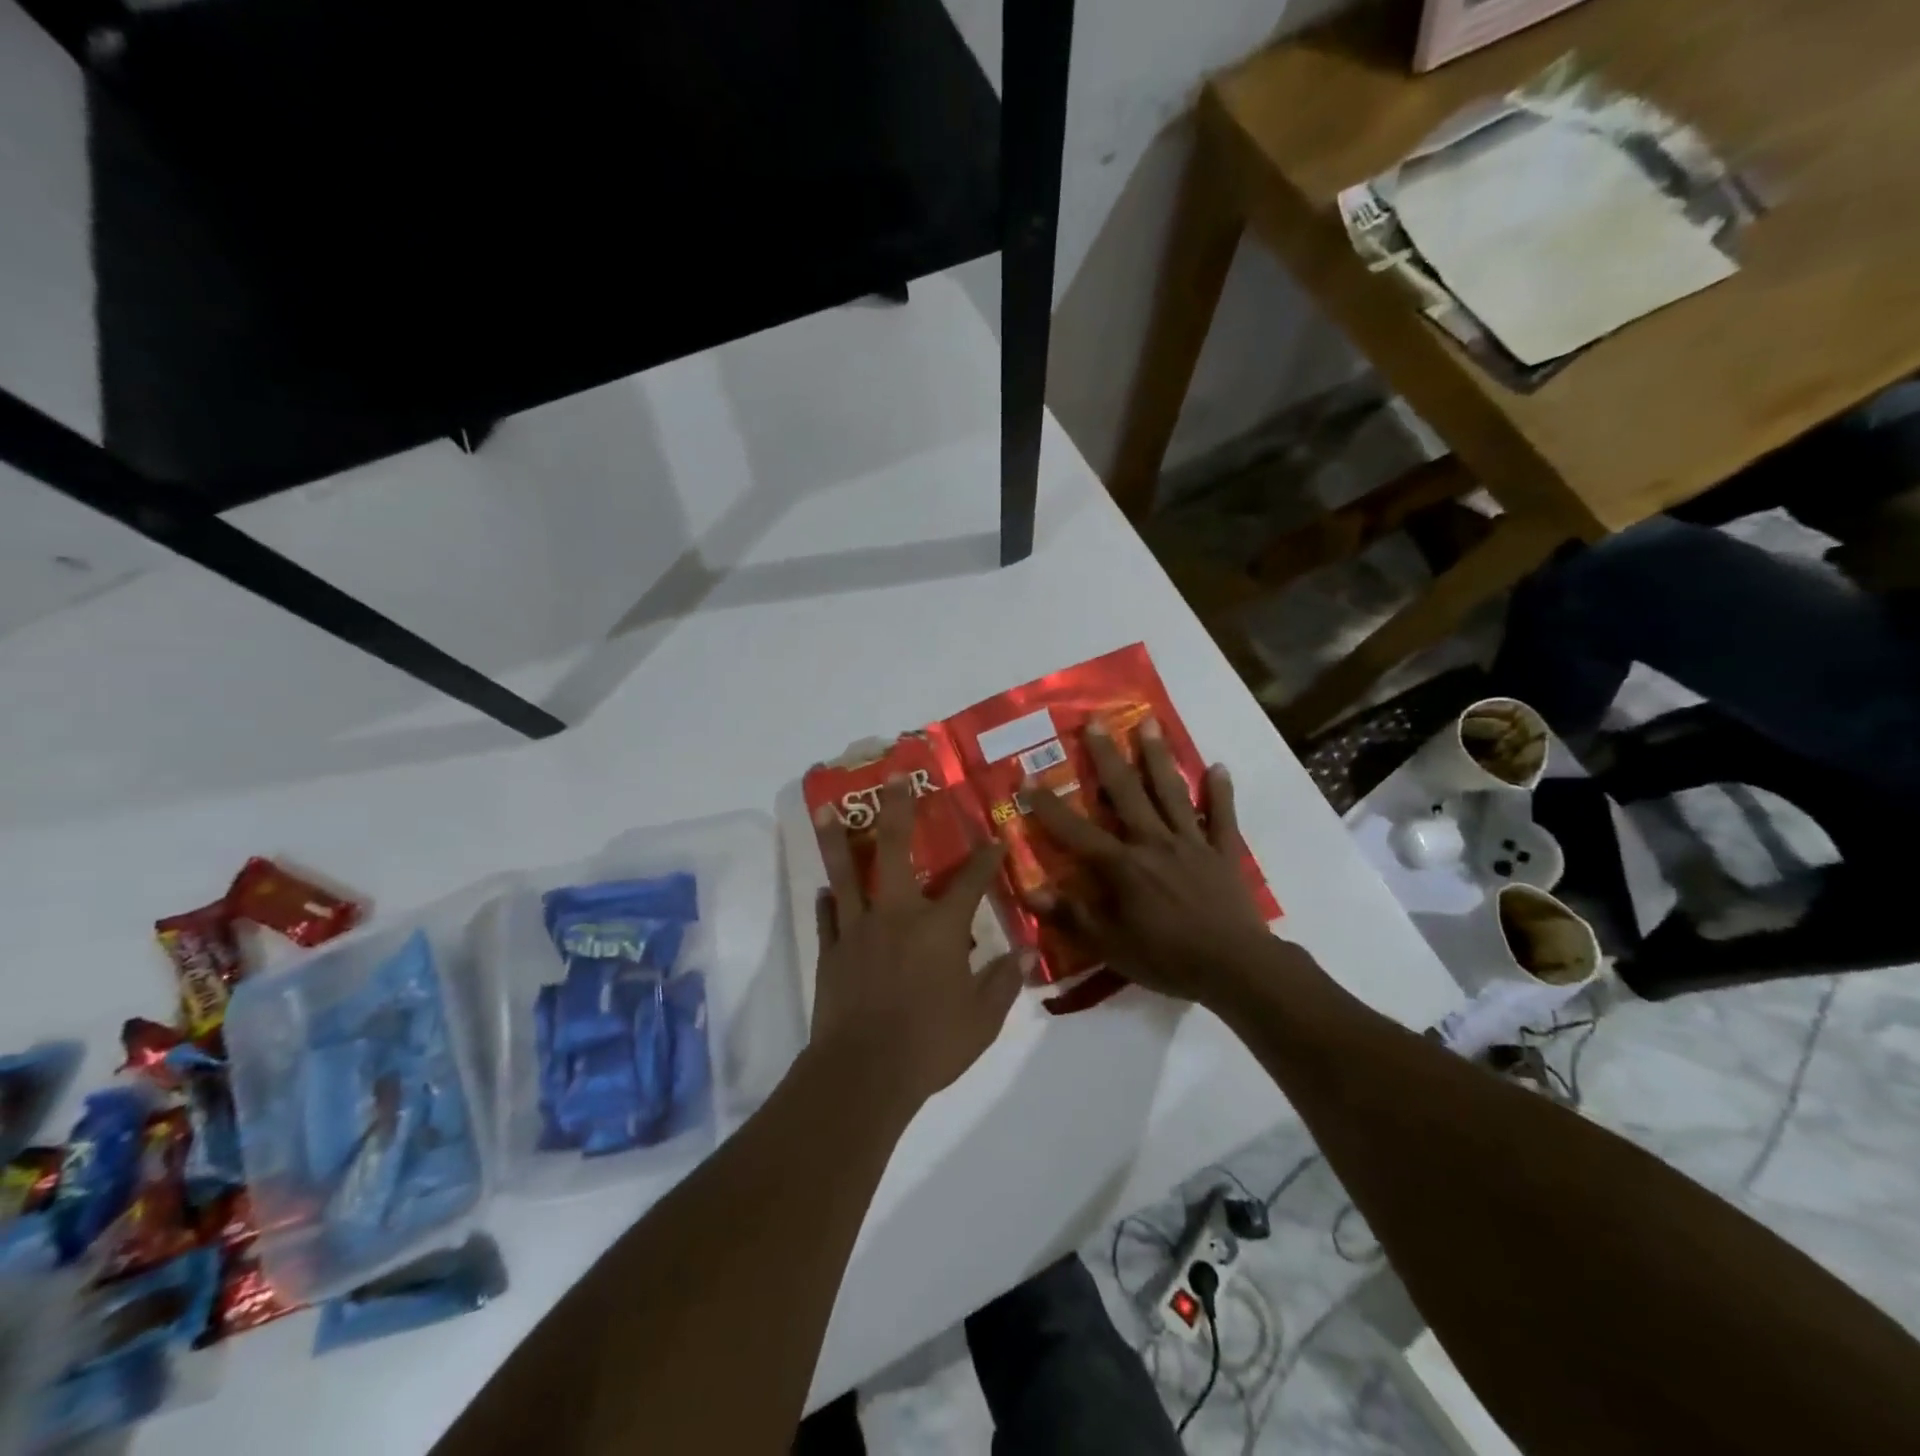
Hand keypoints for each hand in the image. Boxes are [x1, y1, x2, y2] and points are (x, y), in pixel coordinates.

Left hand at [810, 776, 1029, 1108]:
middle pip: (895, 850)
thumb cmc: (931, 1045)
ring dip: (837, 838)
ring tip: (826, 808)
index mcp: (939, 928)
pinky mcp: (831, 950)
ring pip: (846, 873)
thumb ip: (1003, 983)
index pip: (970, 882)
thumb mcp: (982, 1020)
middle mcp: (897, 915)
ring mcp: (858, 929)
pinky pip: (828, 917)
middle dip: (897, 810)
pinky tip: (825, 890)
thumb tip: (1024, 954)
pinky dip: (828, 902)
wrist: (863, 1073)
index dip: (986, 858)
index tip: (995, 837)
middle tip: (893, 778)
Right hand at [1023, 719, 1282, 1003]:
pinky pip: (1222, 817)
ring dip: (1157, 757)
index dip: (1047, 805)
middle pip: (1126, 792)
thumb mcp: (1108, 945)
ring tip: (1149, 723)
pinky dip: (1220, 792)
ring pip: (1170, 792)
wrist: (1235, 967)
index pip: (1075, 829)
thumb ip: (1069, 915)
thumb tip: (1029, 889)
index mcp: (1122, 864)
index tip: (1026, 778)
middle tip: (1095, 722)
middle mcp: (1153, 841)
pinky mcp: (1223, 852)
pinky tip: (1219, 767)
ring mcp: (1191, 843)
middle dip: (1107, 757)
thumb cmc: (1166, 957)